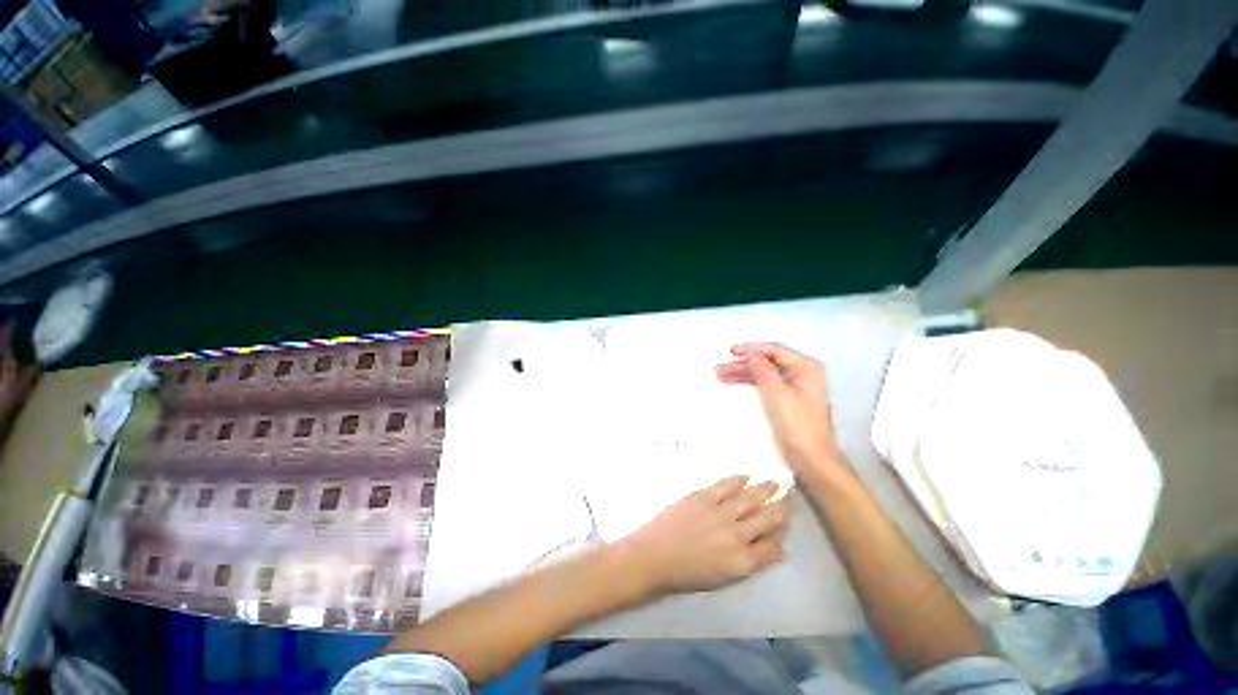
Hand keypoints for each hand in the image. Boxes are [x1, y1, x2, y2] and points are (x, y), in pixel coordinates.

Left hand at [617, 476, 786, 597]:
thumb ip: (752, 563)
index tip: (785, 526)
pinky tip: (745, 476)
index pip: (772, 546)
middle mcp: (737, 535)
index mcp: (742, 561)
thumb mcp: (724, 578)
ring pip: (750, 498)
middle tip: (788, 499)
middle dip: (781, 508)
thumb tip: (777, 550)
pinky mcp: (703, 497)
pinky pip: (726, 485)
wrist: (654, 557)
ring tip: (774, 483)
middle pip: (767, 518)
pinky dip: (737, 480)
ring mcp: (720, 513)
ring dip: (765, 489)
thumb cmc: (687, 574)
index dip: (781, 535)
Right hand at [715, 343, 841, 473]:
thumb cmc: (798, 424)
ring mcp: (794, 386)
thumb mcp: (778, 394)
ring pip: (763, 373)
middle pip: (767, 361)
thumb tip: (749, 353)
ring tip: (721, 374)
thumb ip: (763, 370)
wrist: (811, 459)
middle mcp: (801, 373)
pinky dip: (749, 382)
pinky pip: (765, 384)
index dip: (751, 349)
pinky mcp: (786, 399)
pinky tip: (733, 382)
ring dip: (743, 372)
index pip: (774, 350)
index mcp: (806, 368)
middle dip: (743, 363)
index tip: (730, 351)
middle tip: (720, 367)